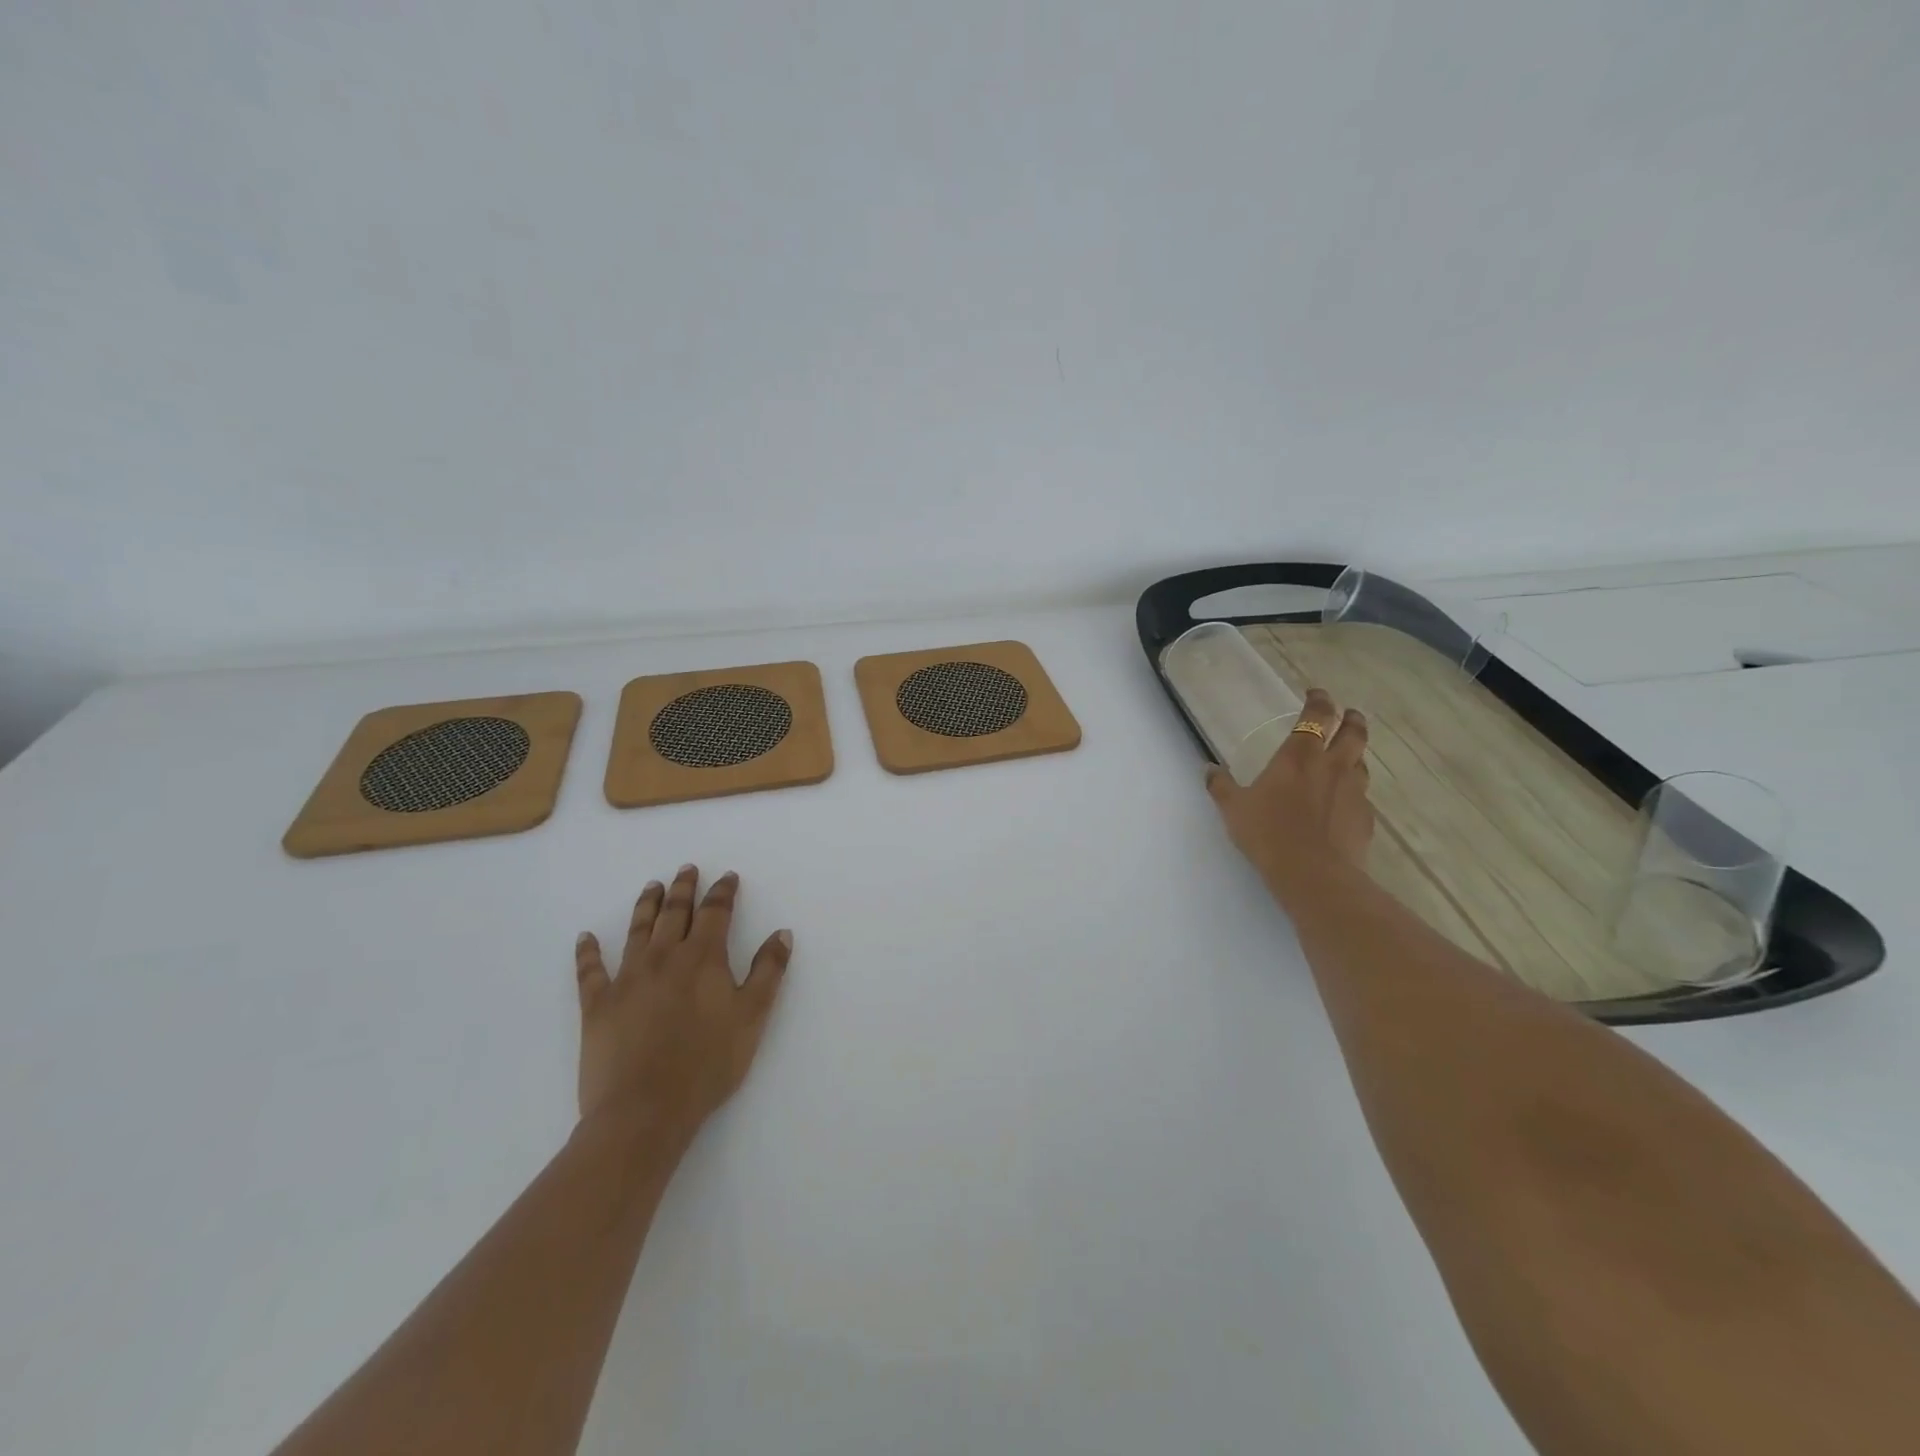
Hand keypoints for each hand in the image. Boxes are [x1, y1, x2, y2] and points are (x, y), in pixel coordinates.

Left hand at [573, 865, 791, 1143]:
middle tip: (687, 869)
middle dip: (684, 888)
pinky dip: (588, 952)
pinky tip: (585, 938)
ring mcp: (627, 978)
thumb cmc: (707, 1064)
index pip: (715, 913)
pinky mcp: (597, 1005)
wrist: (644, 1110)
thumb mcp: (753, 1017)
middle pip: (674, 913)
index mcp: (703, 958)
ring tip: (652, 886)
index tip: (728, 877)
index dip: (723, 892)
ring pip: (637, 930)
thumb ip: (768, 972)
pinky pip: (590, 971)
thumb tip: (782, 933)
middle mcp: (663, 957)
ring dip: (646, 905)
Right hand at [1205, 689, 1374, 898]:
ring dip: (1356, 754)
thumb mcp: (1233, 809)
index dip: (1319, 700)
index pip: (1316, 716)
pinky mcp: (1365, 818)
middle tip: (1348, 714)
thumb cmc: (1267, 834)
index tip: (1317, 694)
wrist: (1313, 874)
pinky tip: (1343, 803)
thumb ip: (1220, 786)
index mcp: (1298, 757)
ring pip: (1362, 762)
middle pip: (1353, 732)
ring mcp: (1354, 792)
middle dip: (1352, 719)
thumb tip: (1208, 769)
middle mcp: (1332, 766)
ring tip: (1347, 756)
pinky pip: (1362, 796)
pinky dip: (1354, 791)